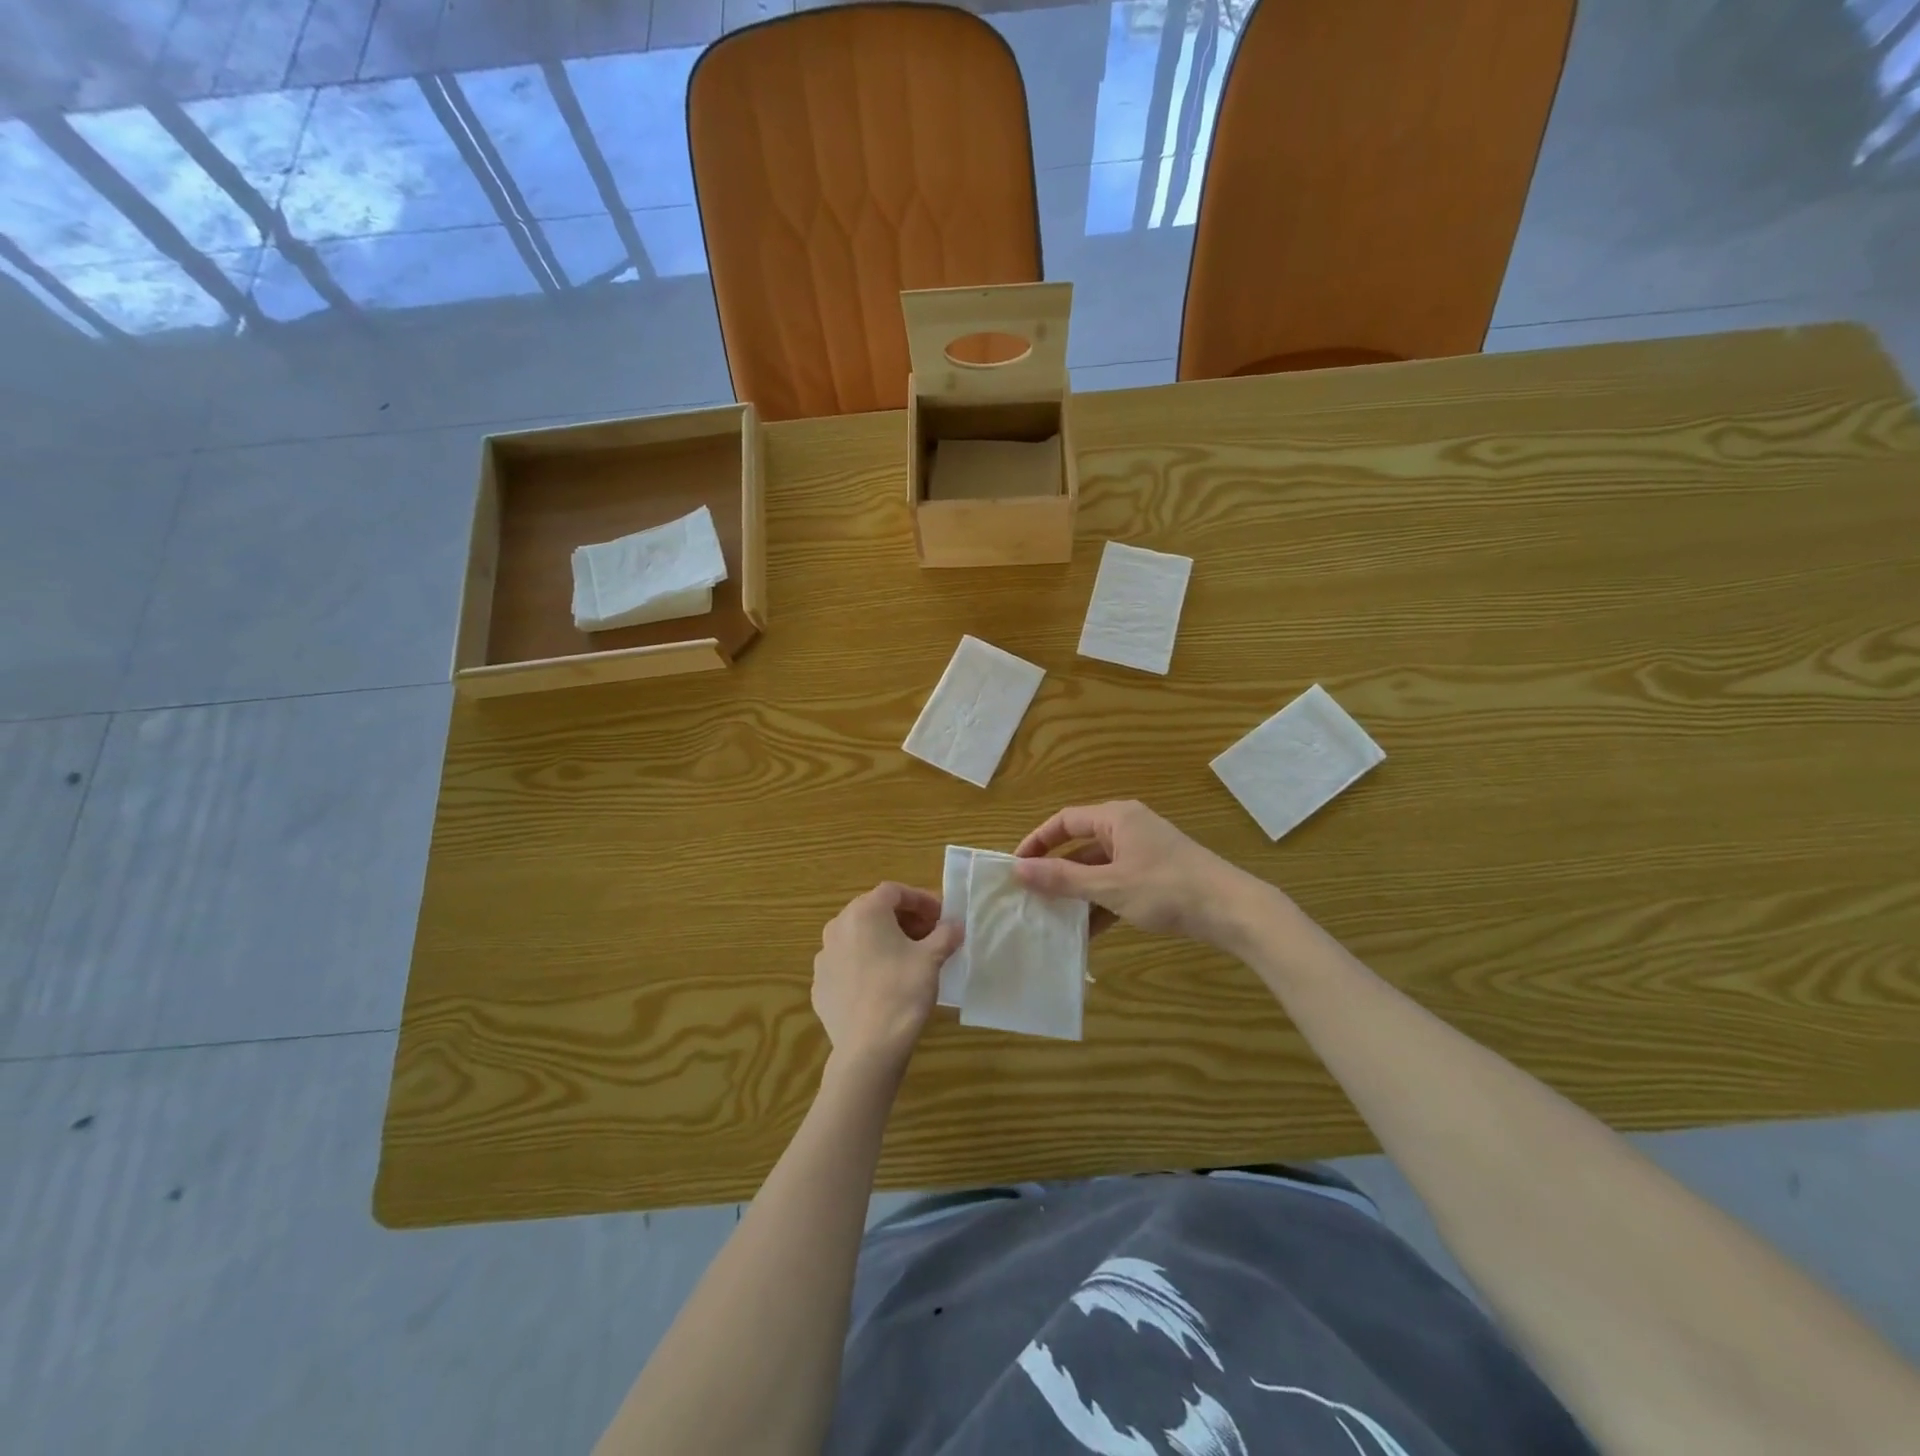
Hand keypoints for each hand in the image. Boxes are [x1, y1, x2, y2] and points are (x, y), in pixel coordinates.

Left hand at [812, 883, 962, 1071]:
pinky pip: (847, 963)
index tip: (940, 917)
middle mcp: (837, 926)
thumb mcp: (932, 959)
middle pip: (873, 911)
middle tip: (928, 936)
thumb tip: (955, 925)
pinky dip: (866, 964)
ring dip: (883, 940)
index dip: (921, 900)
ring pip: (858, 937)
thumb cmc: (902, 992)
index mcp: (864, 912)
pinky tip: (883, 984)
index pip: (894, 891)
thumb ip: (945, 934)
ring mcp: (823, 957)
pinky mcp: (819, 984)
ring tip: (906, 959)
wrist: (868, 1048)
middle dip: (903, 919)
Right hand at [1012, 800, 1270, 947]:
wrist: (1232, 911)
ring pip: (1099, 869)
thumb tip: (1018, 869)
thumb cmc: (1167, 889)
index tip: (1016, 866)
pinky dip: (1101, 904)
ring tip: (1053, 917)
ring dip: (1078, 892)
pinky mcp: (1156, 877)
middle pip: (1080, 844)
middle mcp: (1128, 828)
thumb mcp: (1110, 886)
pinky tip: (1087, 932)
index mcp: (1116, 818)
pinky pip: (1117, 885)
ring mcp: (1144, 853)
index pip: (1064, 820)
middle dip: (1056, 871)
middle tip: (1030, 895)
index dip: (1037, 841)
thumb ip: (1063, 878)